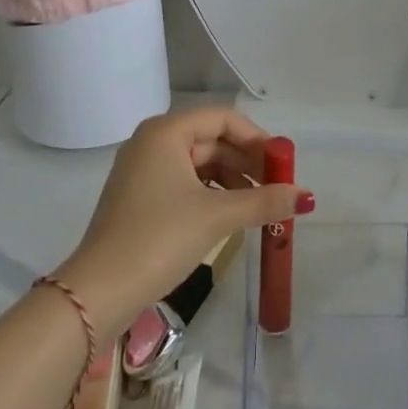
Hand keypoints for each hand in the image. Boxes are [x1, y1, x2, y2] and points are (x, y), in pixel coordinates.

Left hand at [53, 107, 314, 336]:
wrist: (101, 290)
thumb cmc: (160, 238)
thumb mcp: (216, 217)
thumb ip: (263, 201)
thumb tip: (306, 196)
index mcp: (166, 131)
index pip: (222, 118)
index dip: (256, 138)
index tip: (283, 165)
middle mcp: (152, 141)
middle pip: (210, 139)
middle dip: (246, 162)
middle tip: (278, 189)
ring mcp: (142, 170)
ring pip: (198, 163)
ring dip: (231, 180)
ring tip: (260, 207)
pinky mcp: (140, 197)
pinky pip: (184, 182)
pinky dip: (210, 194)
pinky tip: (231, 216)